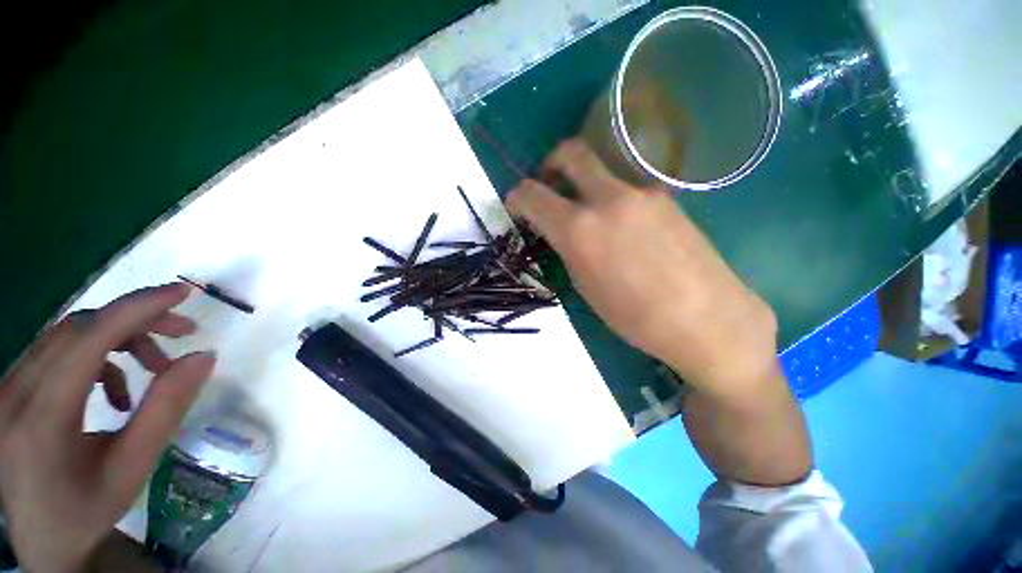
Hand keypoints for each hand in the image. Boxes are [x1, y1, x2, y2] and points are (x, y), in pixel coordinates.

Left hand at [0, 284, 214, 571]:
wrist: (38, 538)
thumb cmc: (86, 508)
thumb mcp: (133, 466)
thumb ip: (166, 409)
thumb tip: (203, 357)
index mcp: (43, 416)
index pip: (90, 338)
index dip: (138, 307)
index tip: (183, 293)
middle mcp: (16, 391)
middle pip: (79, 327)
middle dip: (136, 321)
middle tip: (184, 331)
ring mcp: (7, 388)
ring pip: (68, 335)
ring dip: (118, 338)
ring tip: (154, 365)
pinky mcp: (11, 389)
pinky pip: (56, 352)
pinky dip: (96, 357)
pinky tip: (113, 389)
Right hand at [507, 140, 778, 394]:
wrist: (707, 319)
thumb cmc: (635, 316)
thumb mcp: (585, 285)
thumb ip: (568, 248)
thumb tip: (560, 230)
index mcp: (580, 228)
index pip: (533, 194)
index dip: (517, 197)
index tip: (516, 205)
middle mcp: (609, 198)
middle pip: (572, 153)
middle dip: (551, 164)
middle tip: (548, 184)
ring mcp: (643, 193)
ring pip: (603, 172)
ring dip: (586, 185)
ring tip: (591, 218)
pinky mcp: (667, 197)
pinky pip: (628, 189)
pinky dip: (612, 199)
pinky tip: (624, 229)